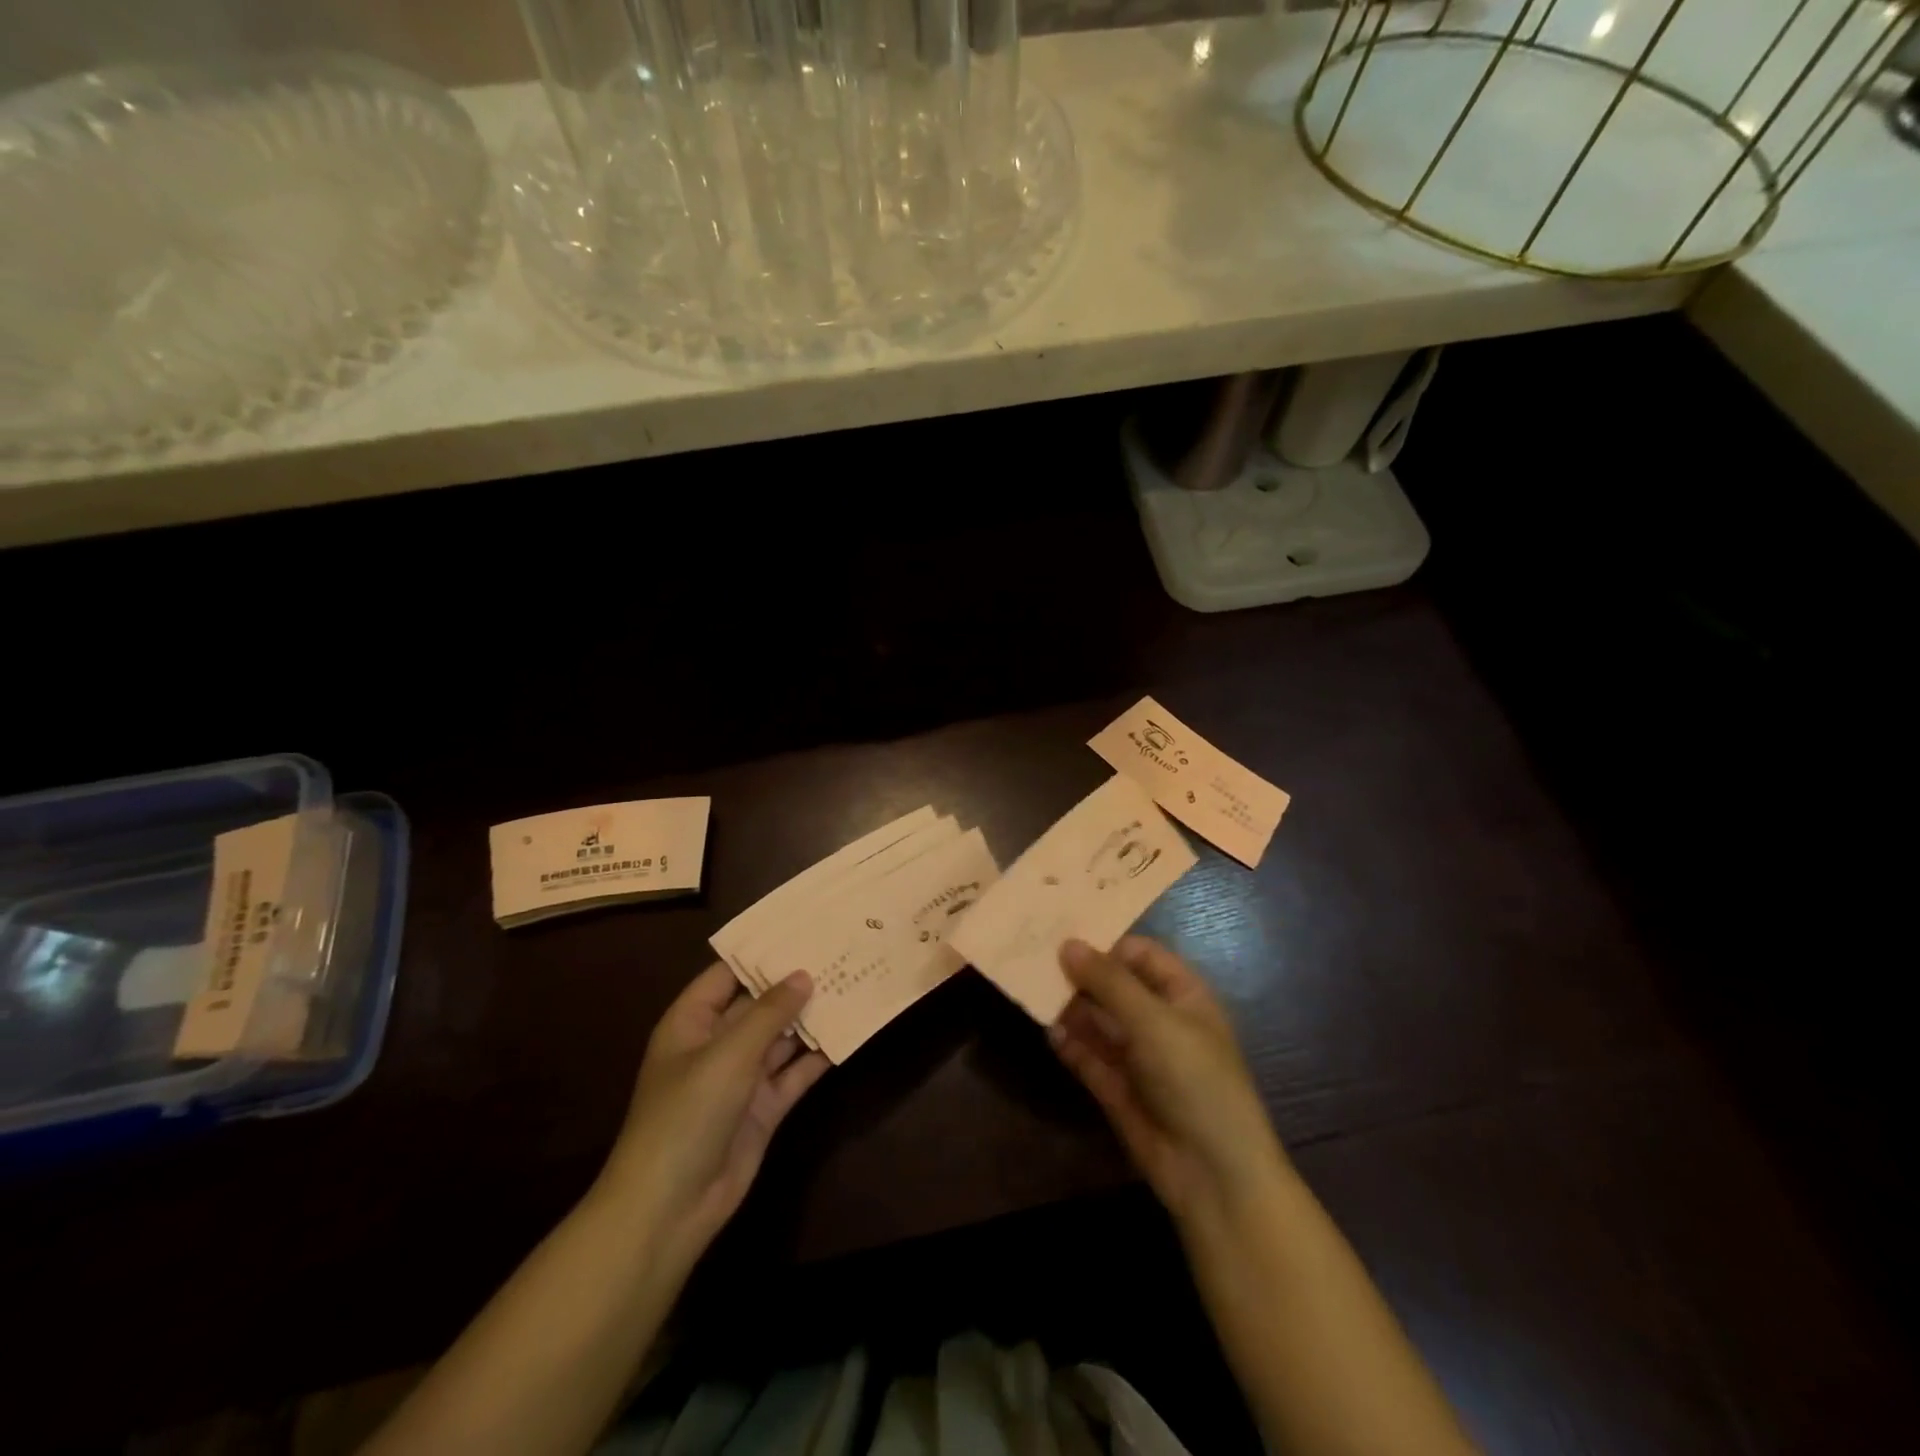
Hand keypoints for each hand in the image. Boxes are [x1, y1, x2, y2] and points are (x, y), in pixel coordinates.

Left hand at [597, 964, 828, 1261]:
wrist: (670, 1208)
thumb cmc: (687, 1114)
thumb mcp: (728, 1055)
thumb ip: (769, 1013)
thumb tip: (803, 975)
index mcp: (692, 1022)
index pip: (727, 974)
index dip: (761, 953)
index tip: (801, 929)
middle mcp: (717, 1044)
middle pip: (759, 1004)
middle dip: (794, 983)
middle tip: (838, 951)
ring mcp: (742, 1078)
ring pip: (781, 1038)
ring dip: (810, 1017)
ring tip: (851, 982)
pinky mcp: (764, 1108)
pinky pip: (794, 1073)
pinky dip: (817, 1057)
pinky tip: (848, 1033)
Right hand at [1049, 936, 1288, 1227]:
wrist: (1214, 1174)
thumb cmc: (1195, 1079)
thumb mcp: (1154, 1021)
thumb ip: (1109, 982)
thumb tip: (1067, 944)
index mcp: (1183, 996)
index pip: (1141, 955)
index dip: (1106, 944)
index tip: (1062, 936)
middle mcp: (1159, 1021)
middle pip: (1114, 986)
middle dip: (1080, 975)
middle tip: (1035, 960)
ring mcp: (1139, 1057)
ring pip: (1098, 1021)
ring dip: (1071, 1009)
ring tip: (1034, 992)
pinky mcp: (1119, 1090)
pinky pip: (1090, 1057)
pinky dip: (1071, 1045)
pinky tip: (1051, 1034)